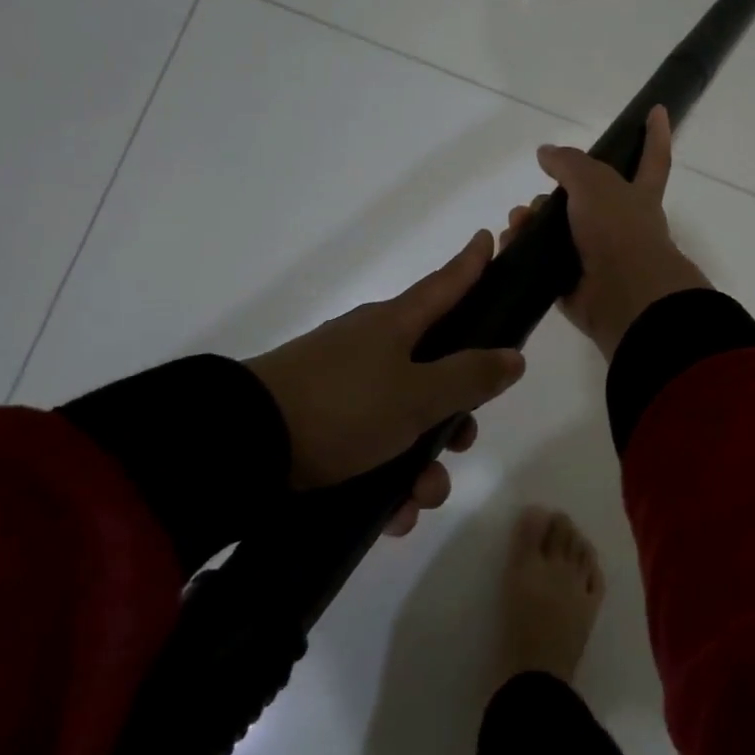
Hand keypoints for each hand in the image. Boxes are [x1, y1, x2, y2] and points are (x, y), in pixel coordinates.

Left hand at [244, 231, 525, 535]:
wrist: (240, 447)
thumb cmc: (342, 407)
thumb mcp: (417, 395)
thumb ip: (470, 377)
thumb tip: (513, 356)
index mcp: (395, 325)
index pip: (445, 285)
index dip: (471, 265)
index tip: (487, 239)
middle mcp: (370, 348)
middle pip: (433, 368)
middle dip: (456, 411)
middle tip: (463, 441)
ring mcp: (342, 386)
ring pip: (404, 418)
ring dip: (421, 463)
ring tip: (419, 499)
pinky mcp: (318, 424)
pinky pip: (370, 448)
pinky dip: (387, 480)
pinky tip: (392, 515)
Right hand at [505, 106, 709, 360]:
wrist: (622, 295)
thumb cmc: (618, 230)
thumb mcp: (594, 182)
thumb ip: (569, 163)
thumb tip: (546, 152)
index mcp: (637, 196)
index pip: (651, 158)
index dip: (655, 135)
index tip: (657, 110)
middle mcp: (619, 224)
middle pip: (583, 198)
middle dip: (555, 193)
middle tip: (538, 198)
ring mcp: (597, 256)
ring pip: (557, 230)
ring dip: (532, 221)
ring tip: (518, 223)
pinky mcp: (573, 283)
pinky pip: (542, 262)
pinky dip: (523, 252)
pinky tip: (509, 244)